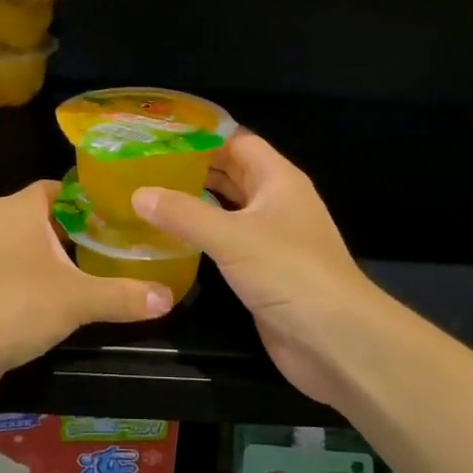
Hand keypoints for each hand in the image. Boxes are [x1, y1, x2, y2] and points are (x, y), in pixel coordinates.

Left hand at [0, 180, 172, 384]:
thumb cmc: (18, 306)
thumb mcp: (80, 300)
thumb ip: (125, 295)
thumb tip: (168, 297)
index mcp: (18, 209)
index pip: (54, 188)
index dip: (81, 202)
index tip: (105, 222)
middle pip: (26, 213)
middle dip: (52, 229)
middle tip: (86, 252)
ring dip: (10, 247)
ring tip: (40, 269)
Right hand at [130, 133, 387, 406]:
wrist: (335, 339)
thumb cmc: (289, 272)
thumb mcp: (231, 236)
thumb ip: (183, 213)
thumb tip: (138, 193)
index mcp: (278, 179)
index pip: (237, 141)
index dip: (202, 135)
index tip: (160, 133)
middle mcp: (275, 202)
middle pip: (232, 173)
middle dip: (193, 167)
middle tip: (145, 164)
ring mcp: (271, 238)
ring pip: (228, 208)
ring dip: (195, 201)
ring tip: (149, 193)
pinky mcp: (262, 270)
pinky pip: (227, 242)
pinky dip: (201, 235)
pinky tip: (169, 236)